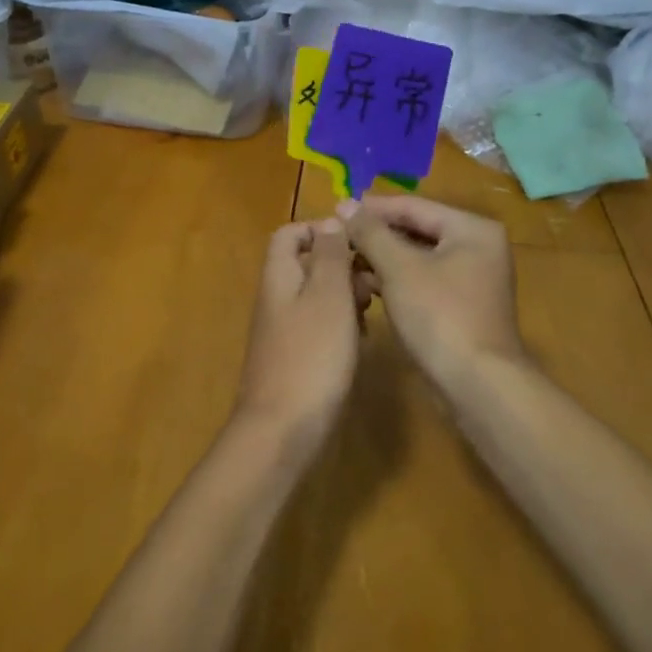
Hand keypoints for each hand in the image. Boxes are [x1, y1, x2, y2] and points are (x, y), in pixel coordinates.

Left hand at [233, 219, 365, 457]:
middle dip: (342, 265)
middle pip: (307, 264)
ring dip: (346, 297)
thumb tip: (331, 220)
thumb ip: (330, 255)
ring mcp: (283, 330)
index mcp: (279, 275)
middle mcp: (276, 297)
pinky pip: (319, 327)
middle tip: (375, 281)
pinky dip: (341, 326)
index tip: (358, 243)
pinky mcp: (294, 358)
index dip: (322, 230)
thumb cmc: (311, 356)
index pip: (290, 234)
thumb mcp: (328, 296)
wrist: (281, 431)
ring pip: (317, 297)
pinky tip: (361, 343)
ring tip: (373, 310)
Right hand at [339, 196, 523, 388]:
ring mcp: (471, 279)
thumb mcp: (399, 268)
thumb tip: (345, 204)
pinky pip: (422, 280)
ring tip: (344, 260)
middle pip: (416, 230)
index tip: (335, 209)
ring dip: (381, 258)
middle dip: (376, 235)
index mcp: (471, 229)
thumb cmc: (440, 316)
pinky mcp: (461, 306)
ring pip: (417, 257)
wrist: (478, 386)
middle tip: (337, 236)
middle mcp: (477, 247)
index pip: (413, 206)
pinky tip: (365, 285)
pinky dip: (395, 280)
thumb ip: (370, 232)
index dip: (372, 208)